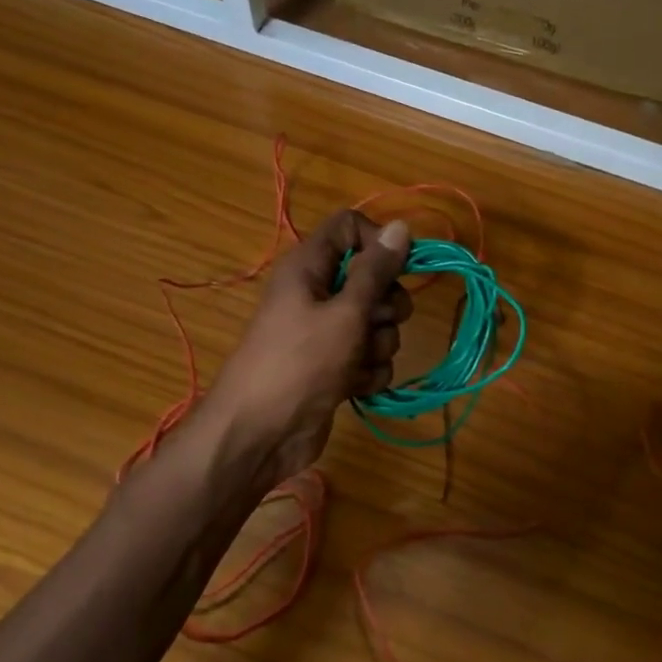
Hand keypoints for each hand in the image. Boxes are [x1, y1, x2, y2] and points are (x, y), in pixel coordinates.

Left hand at [205, 210, 413, 483]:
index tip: (395, 269)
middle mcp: (318, 293)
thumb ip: (376, 271)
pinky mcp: (335, 367)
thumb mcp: (345, 312)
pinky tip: (354, 387)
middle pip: (374, 279)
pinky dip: (369, 372)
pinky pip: (370, 357)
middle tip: (373, 323)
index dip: (378, 243)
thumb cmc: (300, 363)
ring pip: (378, 323)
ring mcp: (327, 332)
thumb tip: (401, 226)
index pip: (351, 228)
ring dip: (378, 345)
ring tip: (355, 363)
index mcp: (310, 266)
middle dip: (386, 306)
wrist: (261, 435)